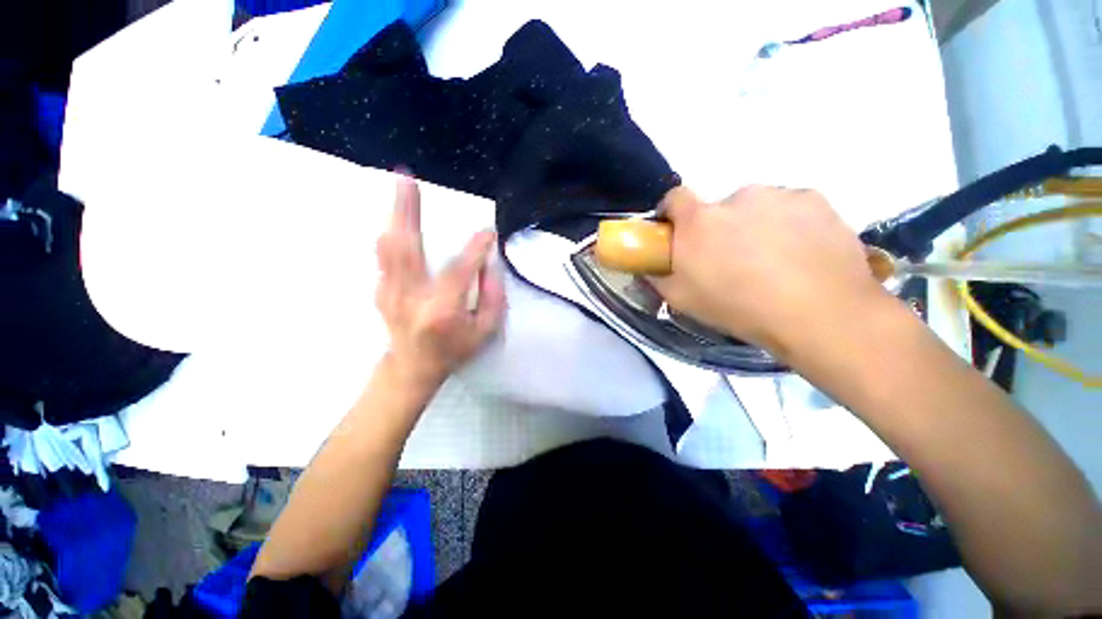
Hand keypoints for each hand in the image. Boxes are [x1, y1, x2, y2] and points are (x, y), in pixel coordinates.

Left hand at [375, 175, 505, 390]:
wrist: (412, 367)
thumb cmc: (454, 350)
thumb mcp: (485, 331)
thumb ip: (493, 298)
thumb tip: (489, 264)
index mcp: (442, 311)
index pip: (460, 271)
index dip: (476, 248)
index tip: (488, 232)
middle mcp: (411, 298)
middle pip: (406, 248)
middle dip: (406, 210)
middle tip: (406, 177)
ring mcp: (390, 293)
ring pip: (388, 247)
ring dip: (395, 215)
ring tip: (400, 186)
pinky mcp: (380, 290)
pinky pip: (383, 256)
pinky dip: (391, 233)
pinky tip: (398, 219)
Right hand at [649, 185, 886, 359]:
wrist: (820, 314)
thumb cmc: (739, 307)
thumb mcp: (682, 300)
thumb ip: (659, 277)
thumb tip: (650, 267)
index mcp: (699, 220)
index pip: (674, 197)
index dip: (673, 213)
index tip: (678, 233)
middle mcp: (736, 197)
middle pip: (718, 207)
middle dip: (718, 228)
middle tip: (731, 260)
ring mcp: (778, 195)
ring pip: (755, 207)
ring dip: (754, 226)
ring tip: (772, 261)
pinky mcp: (814, 199)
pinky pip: (789, 208)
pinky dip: (788, 225)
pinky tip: (800, 254)